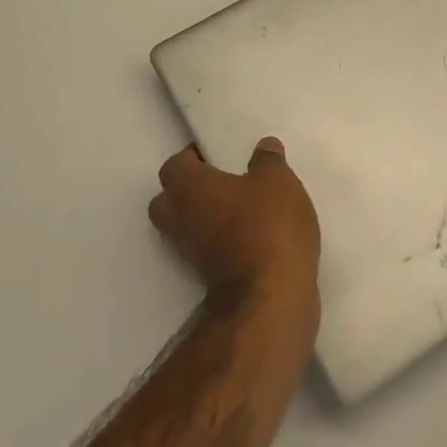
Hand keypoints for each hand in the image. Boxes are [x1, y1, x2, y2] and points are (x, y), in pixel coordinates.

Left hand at [151, 138, 321, 312]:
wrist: (270, 299)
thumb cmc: (267, 227)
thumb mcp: (278, 181)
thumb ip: (268, 161)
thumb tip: (263, 146)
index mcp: (188, 188)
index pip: (174, 165)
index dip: (193, 157)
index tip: (218, 154)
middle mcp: (179, 220)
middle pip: (168, 200)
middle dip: (189, 189)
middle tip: (223, 180)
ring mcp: (190, 253)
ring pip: (187, 227)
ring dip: (206, 217)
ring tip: (242, 207)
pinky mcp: (207, 279)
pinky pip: (207, 248)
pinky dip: (222, 240)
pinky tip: (252, 233)